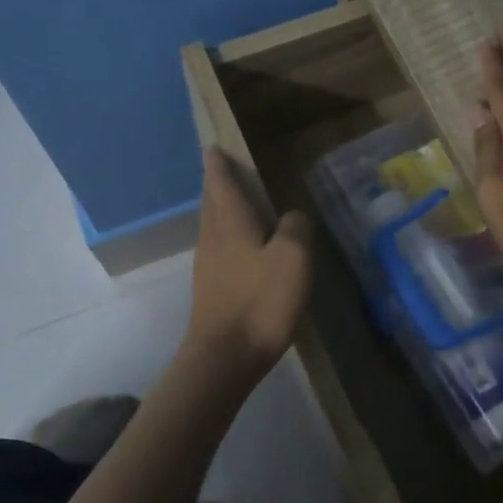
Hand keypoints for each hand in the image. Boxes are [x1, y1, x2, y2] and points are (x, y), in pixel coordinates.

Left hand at [182, 148, 312, 382]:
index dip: (218, 163)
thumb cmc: (260, 300)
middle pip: (211, 201)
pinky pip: (217, 246)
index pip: (221, 182)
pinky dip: (225, 233)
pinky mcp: (210, 287)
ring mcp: (207, 263)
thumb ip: (295, 227)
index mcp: (231, 221)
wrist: (224, 356)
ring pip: (212, 224)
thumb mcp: (292, 258)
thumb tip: (292, 216)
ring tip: (233, 200)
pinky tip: (240, 244)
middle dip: (215, 182)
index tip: (212, 147)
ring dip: (219, 207)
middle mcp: (213, 236)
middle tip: (221, 168)